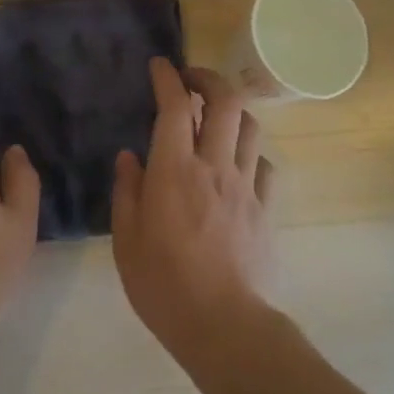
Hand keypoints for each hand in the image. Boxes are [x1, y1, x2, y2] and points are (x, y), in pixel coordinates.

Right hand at [112, 60, 276, 365]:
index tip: (160, 65)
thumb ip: (127, 191)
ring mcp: (245, 185)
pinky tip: (237, 166)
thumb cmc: (165, 285)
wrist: (226, 328)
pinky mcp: (265, 209)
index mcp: (174, 170)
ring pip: (249, 126)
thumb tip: (130, 157)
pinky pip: (264, 166)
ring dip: (232, 112)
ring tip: (215, 118)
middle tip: (192, 80)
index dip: (167, 77)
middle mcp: (213, 166)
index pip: (174, 106)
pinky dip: (250, 154)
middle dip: (209, 78)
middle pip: (225, 101)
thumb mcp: (127, 241)